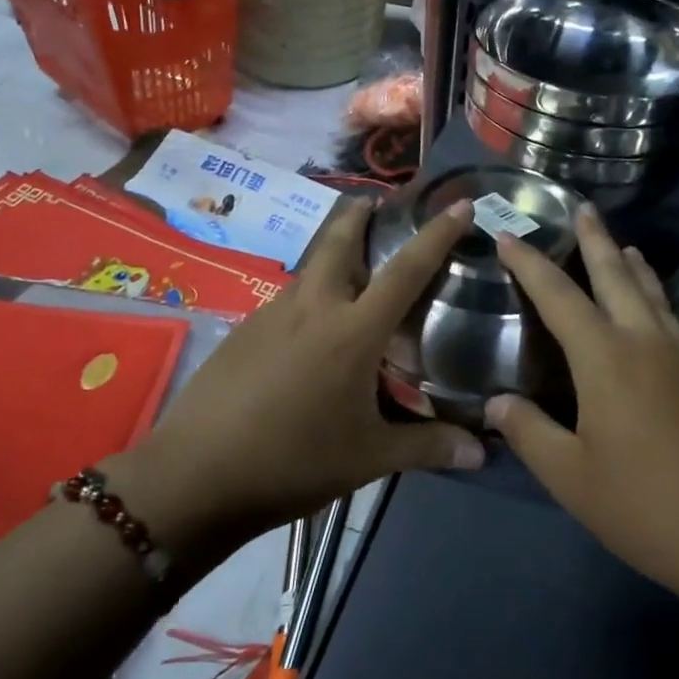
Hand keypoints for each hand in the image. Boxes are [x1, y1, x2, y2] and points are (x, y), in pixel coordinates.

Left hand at [108, 197, 483, 563]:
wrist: (195, 474)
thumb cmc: (293, 461)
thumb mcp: (368, 458)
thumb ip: (427, 447)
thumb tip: (482, 453)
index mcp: (353, 331)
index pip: (406, 271)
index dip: (436, 234)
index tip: (458, 204)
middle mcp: (313, 308)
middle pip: (339, 241)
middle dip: (359, 215)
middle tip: (376, 204)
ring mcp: (271, 315)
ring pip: (309, 269)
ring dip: (331, 255)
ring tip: (351, 272)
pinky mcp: (243, 332)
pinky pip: (286, 300)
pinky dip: (307, 297)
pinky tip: (308, 331)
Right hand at [486, 206, 678, 611]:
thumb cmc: (647, 506)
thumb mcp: (572, 478)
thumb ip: (530, 433)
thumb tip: (496, 404)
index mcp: (606, 358)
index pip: (558, 296)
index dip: (529, 263)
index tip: (507, 236)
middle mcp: (647, 343)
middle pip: (616, 276)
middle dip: (595, 241)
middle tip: (582, 209)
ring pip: (652, 294)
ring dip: (632, 265)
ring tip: (622, 245)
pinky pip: (673, 319)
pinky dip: (656, 297)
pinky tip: (656, 311)